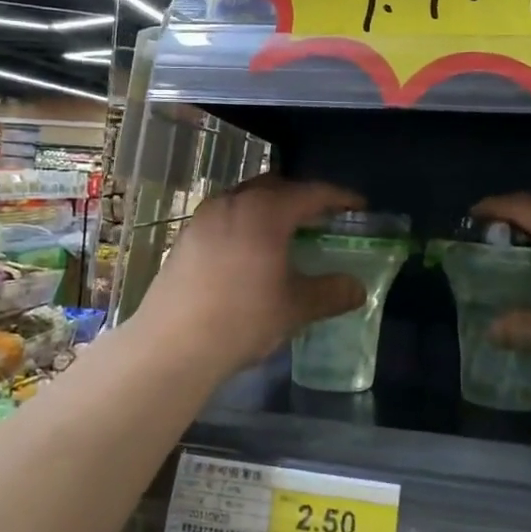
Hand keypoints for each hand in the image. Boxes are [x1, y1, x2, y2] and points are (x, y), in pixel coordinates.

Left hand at [130, 176, 366, 382]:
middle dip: (300, 197)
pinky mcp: (185, 237)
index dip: (339, 197)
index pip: (311, 192)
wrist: (172, 345)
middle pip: (275, 186)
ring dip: (268, 209)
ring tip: (284, 234)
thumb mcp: (295, 307)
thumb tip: (357, 288)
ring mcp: (203, 217)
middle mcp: (233, 202)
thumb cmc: (242, 318)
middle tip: (321, 218)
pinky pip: (224, 217)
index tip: (358, 206)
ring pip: (245, 199)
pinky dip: (244, 224)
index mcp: (265, 211)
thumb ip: (330, 292)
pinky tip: (248, 253)